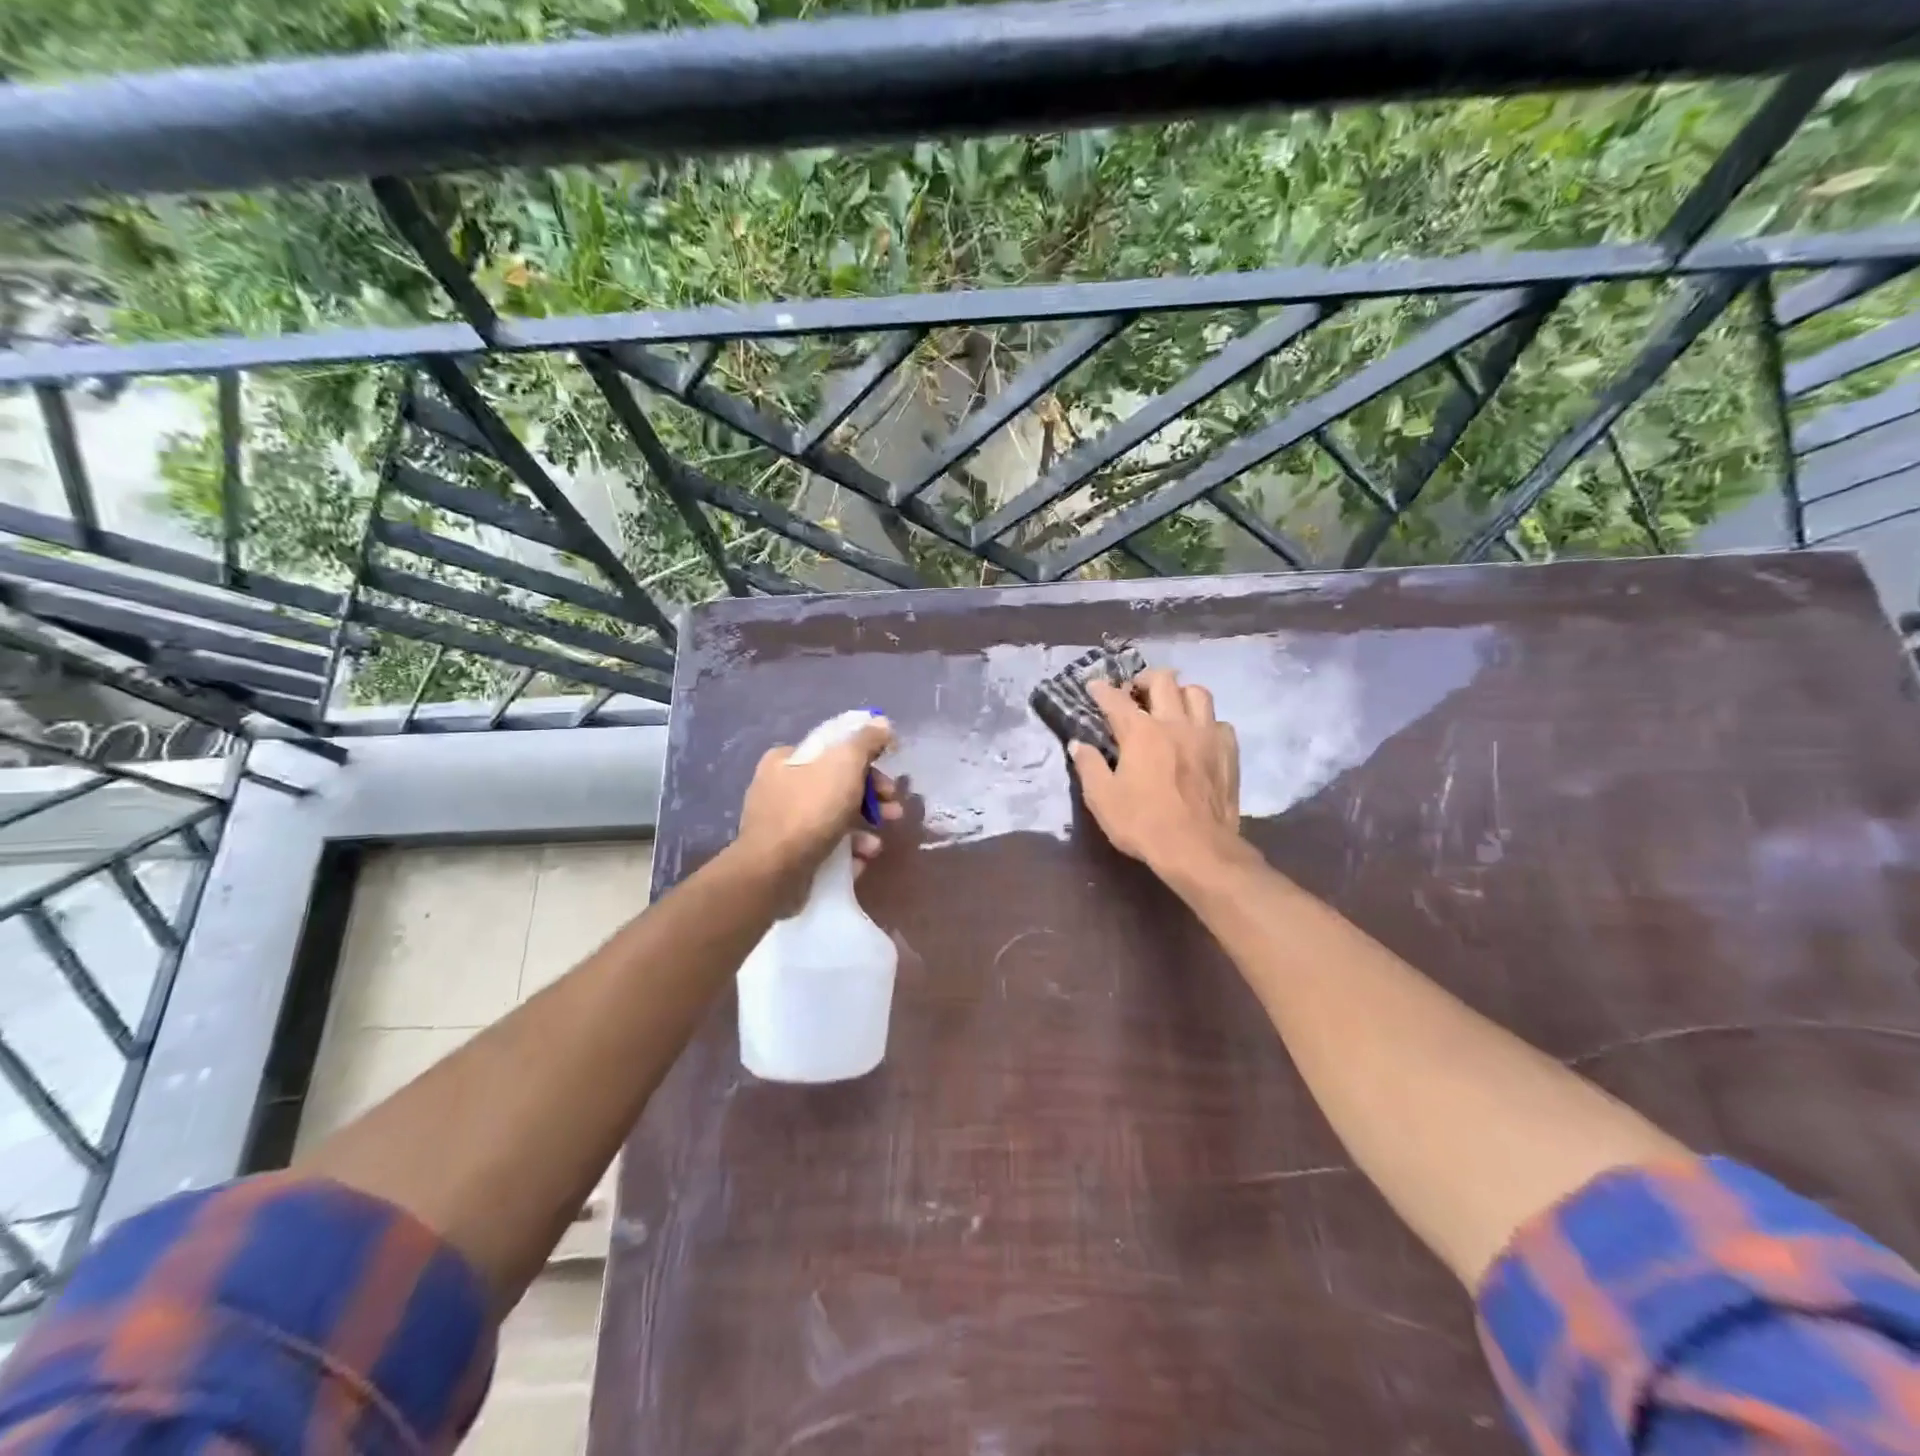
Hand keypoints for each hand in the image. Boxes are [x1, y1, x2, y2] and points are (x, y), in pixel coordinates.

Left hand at [736, 717, 901, 891]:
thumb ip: (866, 741)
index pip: (834, 751)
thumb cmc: (810, 811)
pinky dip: (846, 852)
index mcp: (787, 759)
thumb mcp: (844, 764)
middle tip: (893, 812)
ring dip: (863, 829)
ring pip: (835, 819)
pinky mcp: (787, 855)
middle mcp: (779, 787)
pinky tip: (858, 862)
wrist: (773, 873)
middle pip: (838, 785)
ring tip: (876, 846)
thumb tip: (882, 724)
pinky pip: (825, 846)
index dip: (868, 762)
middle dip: (872, 800)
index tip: (889, 781)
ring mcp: (782, 823)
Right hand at [1070, 670, 1241, 875]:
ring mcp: (1206, 735)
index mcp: (1141, 732)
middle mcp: (1175, 723)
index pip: (1116, 699)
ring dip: (1180, 693)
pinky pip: (1219, 722)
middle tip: (1135, 692)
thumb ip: (1089, 766)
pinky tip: (1198, 735)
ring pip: (1198, 693)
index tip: (1093, 686)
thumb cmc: (1143, 824)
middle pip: (1163, 681)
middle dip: (1145, 679)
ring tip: (1171, 705)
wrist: (1197, 849)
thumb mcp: (1102, 799)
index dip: (1101, 689)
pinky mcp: (1228, 752)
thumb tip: (1078, 744)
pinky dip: (1206, 721)